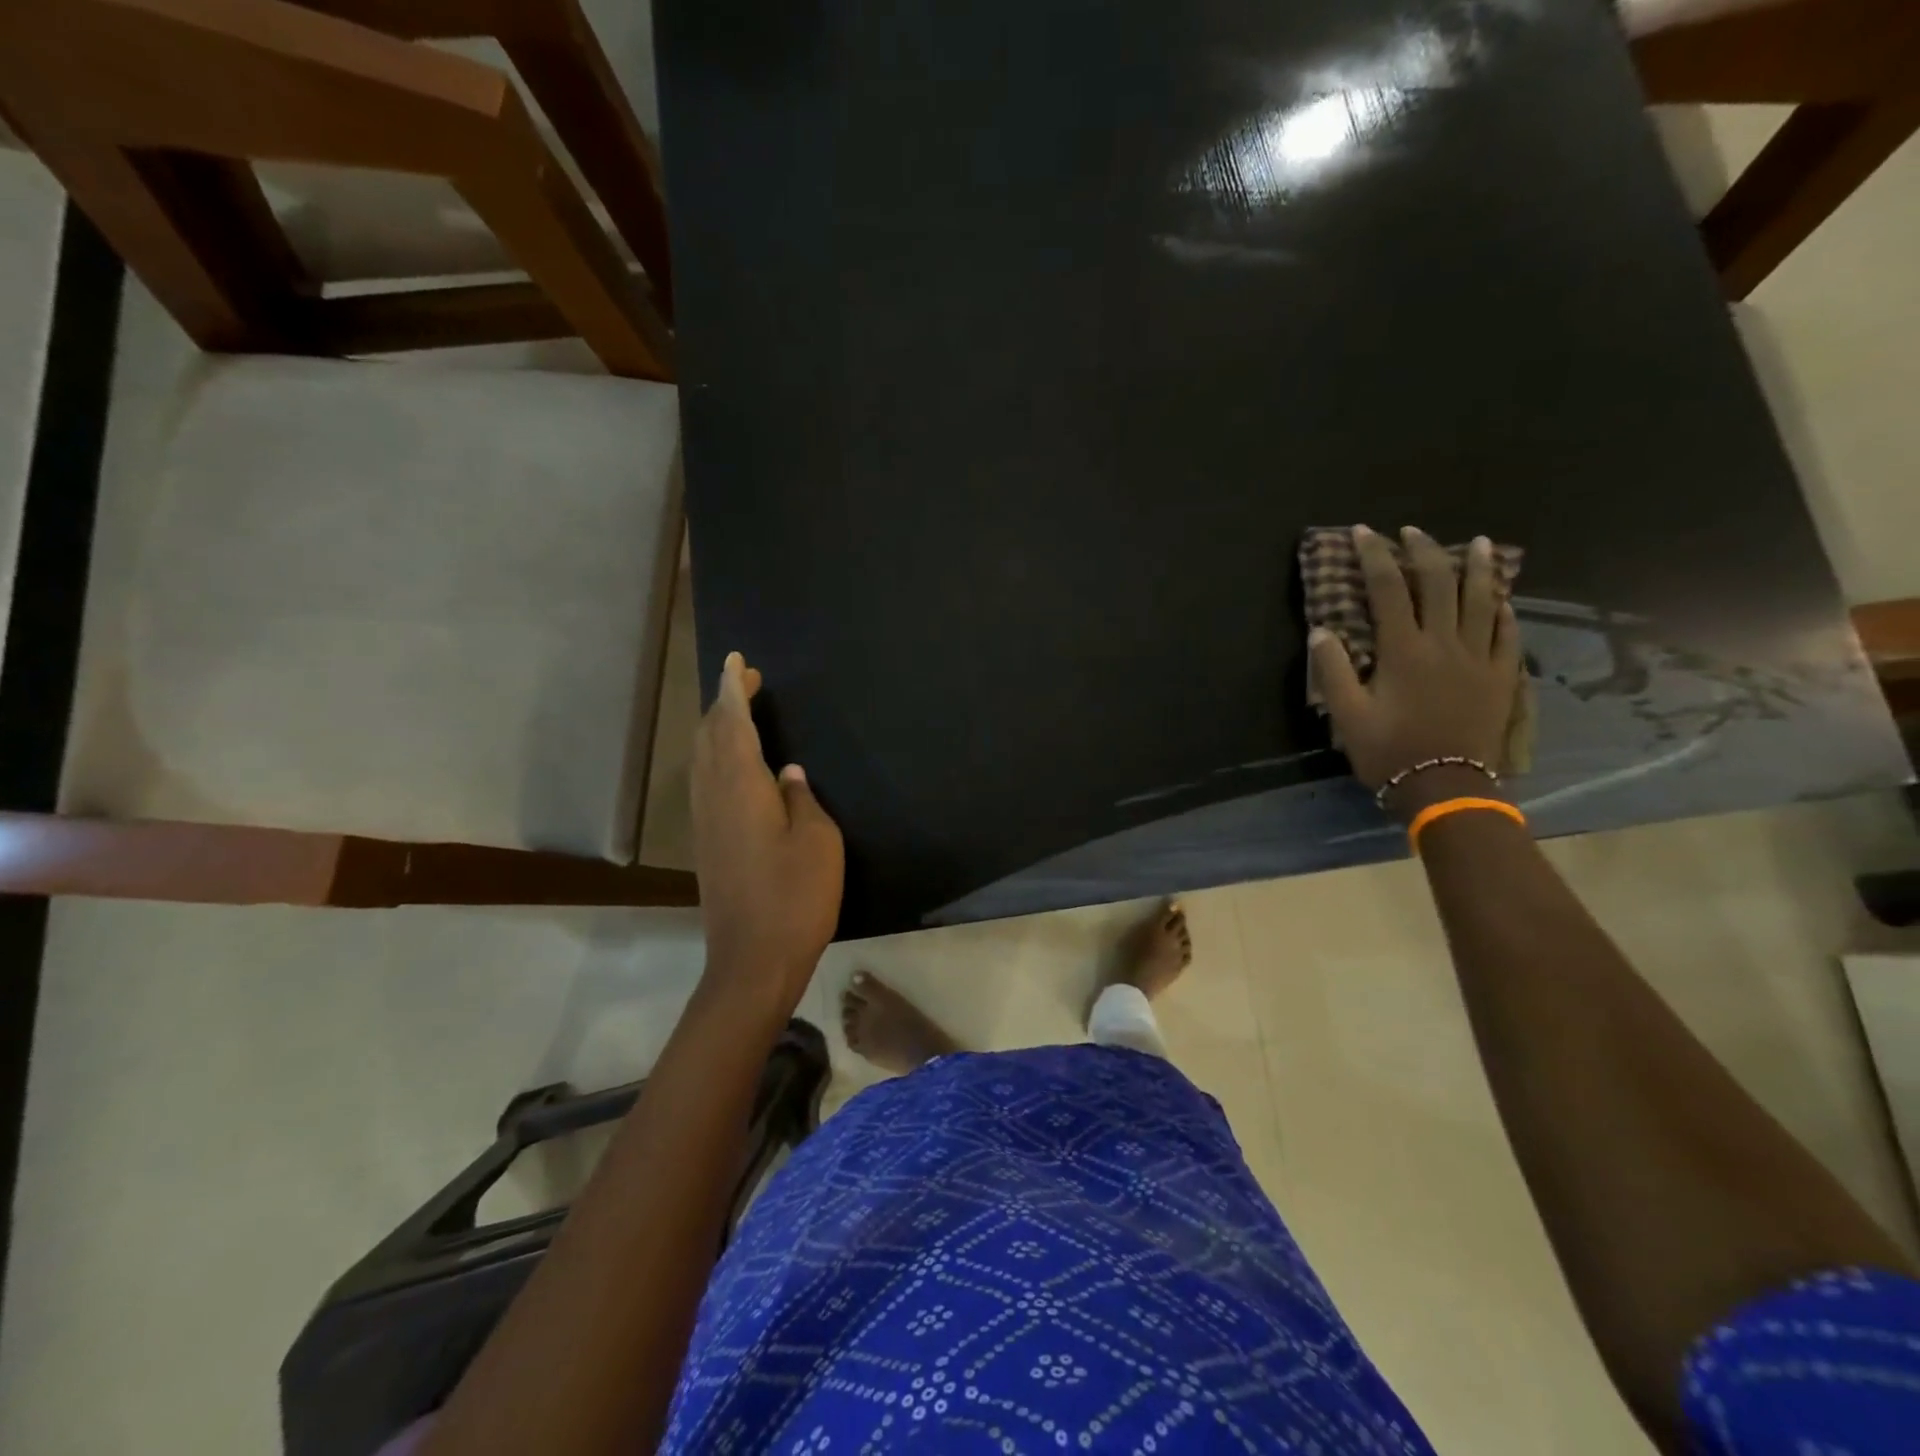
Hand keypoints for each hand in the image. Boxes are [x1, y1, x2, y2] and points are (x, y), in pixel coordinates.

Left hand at [691, 652, 844, 1009]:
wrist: (753, 960)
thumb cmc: (795, 896)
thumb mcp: (817, 841)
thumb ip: (802, 800)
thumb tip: (789, 775)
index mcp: (741, 786)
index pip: (733, 723)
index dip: (734, 689)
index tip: (737, 661)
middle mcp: (714, 796)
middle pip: (711, 736)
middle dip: (725, 703)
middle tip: (748, 682)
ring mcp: (705, 822)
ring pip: (703, 759)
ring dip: (718, 728)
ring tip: (739, 712)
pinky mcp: (707, 843)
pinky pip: (706, 780)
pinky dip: (717, 756)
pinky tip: (734, 764)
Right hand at [1310, 525, 1520, 816]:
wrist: (1446, 787)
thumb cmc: (1389, 751)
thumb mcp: (1348, 714)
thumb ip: (1334, 670)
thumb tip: (1321, 630)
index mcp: (1404, 650)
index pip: (1388, 589)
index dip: (1375, 557)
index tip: (1363, 532)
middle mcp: (1444, 643)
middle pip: (1438, 583)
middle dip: (1423, 551)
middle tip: (1411, 532)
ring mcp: (1478, 658)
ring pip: (1482, 600)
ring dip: (1477, 568)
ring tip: (1477, 543)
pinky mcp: (1500, 676)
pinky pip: (1507, 633)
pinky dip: (1503, 609)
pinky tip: (1501, 597)